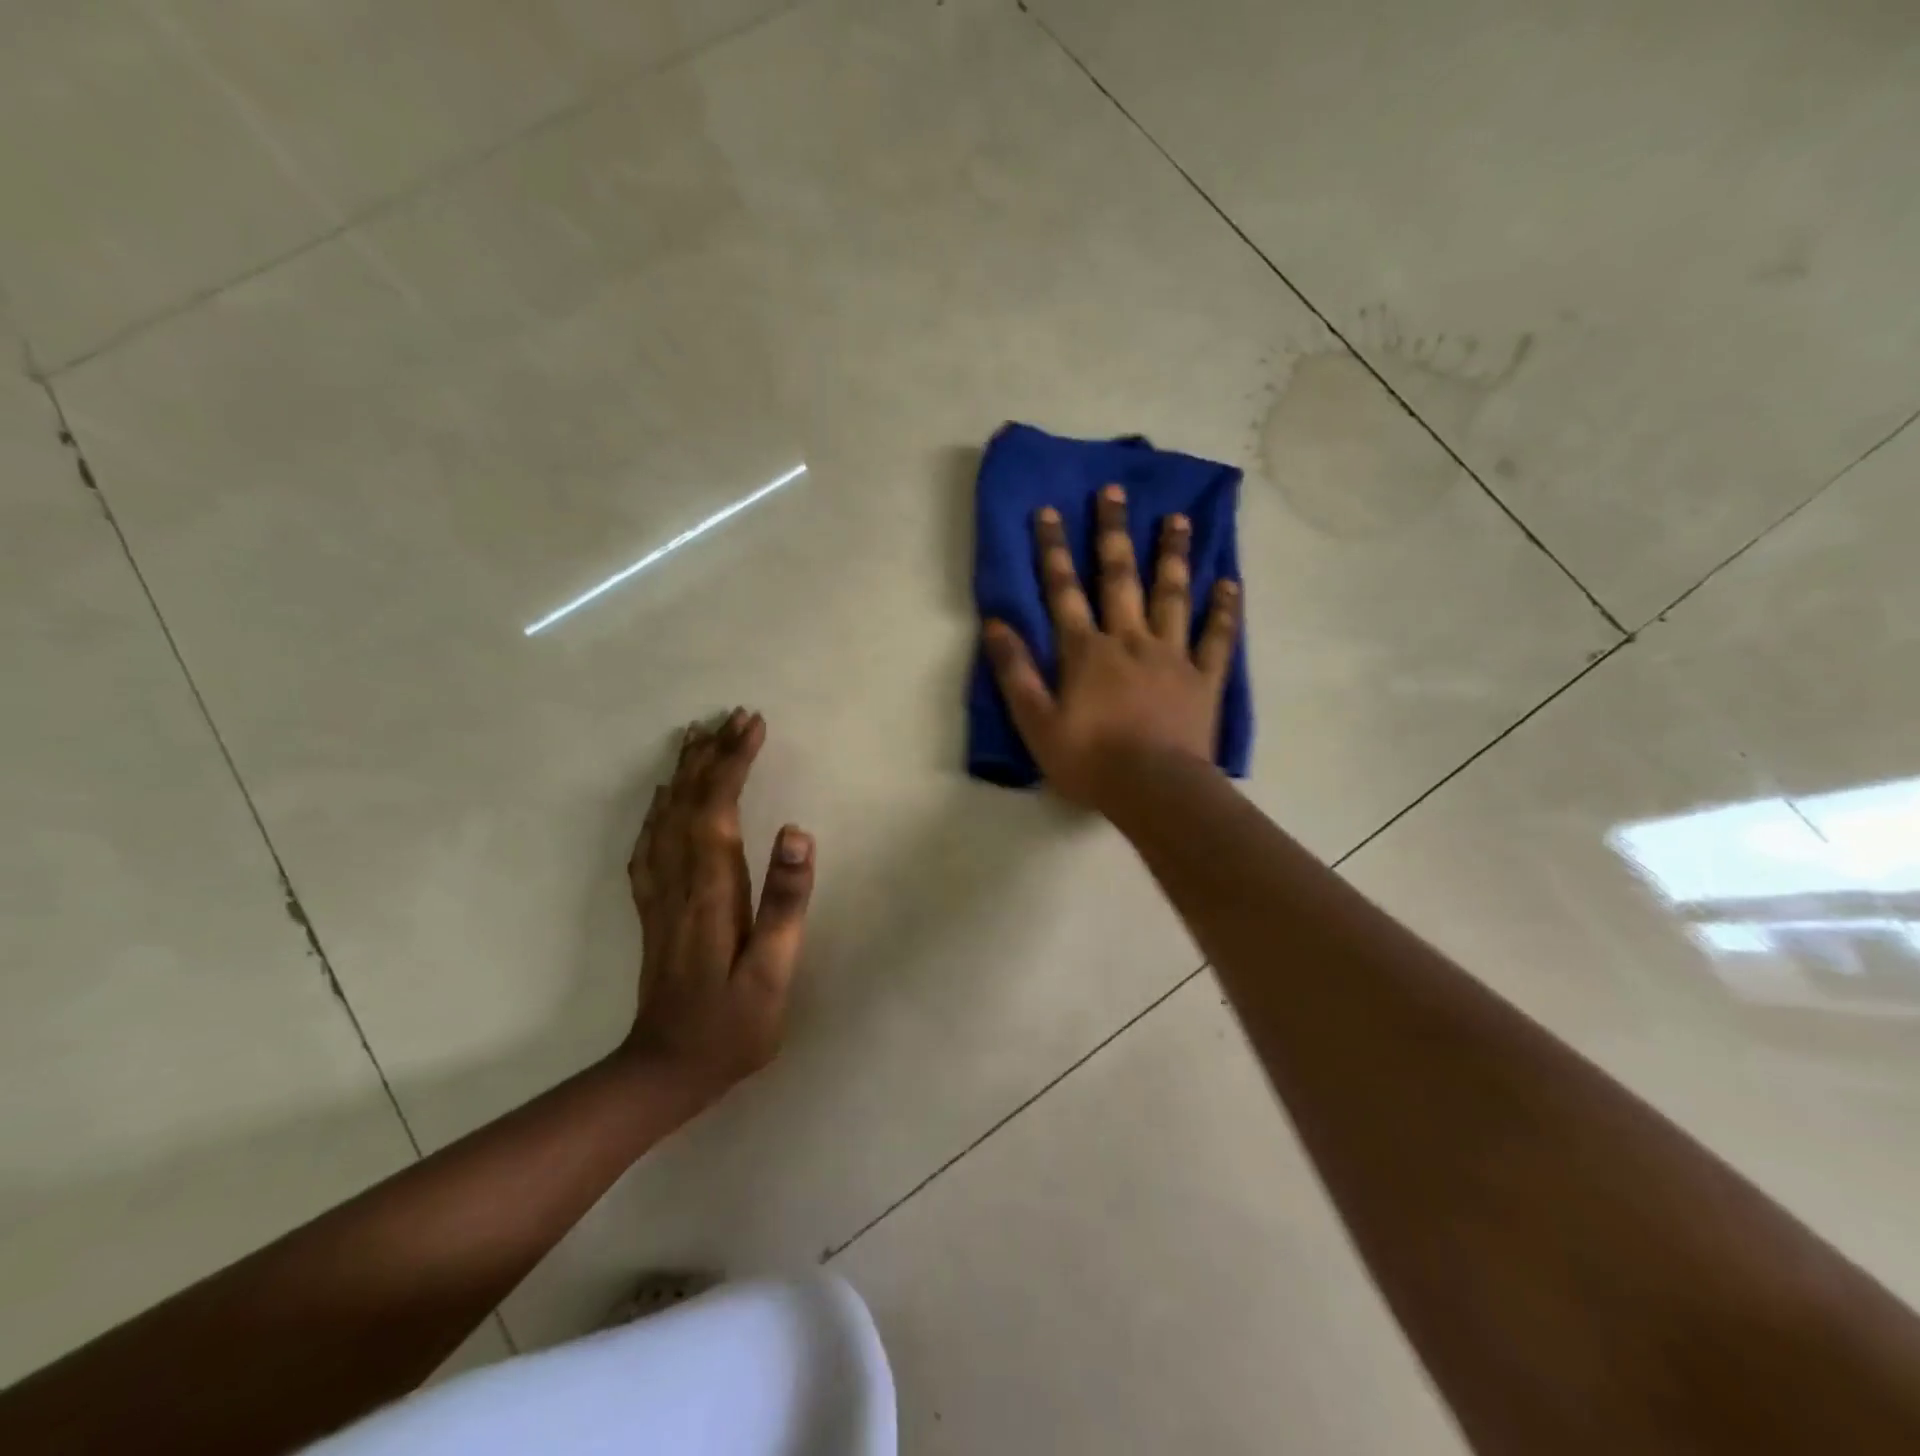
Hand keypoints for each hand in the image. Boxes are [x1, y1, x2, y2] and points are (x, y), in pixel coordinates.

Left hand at [623, 709, 814, 1105]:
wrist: (664, 1072)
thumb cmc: (731, 1026)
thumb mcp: (772, 972)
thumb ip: (784, 902)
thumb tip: (796, 833)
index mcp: (711, 890)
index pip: (718, 808)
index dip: (734, 762)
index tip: (753, 725)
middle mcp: (678, 881)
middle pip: (688, 802)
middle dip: (711, 755)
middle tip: (733, 717)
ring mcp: (659, 895)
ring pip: (665, 817)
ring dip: (683, 773)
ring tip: (698, 737)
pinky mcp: (653, 910)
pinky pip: (649, 844)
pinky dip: (658, 810)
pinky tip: (663, 800)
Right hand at [982, 484, 1239, 809]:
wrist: (1155, 790)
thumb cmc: (1090, 761)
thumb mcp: (1036, 723)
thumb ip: (1015, 672)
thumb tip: (994, 624)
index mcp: (1087, 651)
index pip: (1064, 591)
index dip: (1053, 550)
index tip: (1049, 511)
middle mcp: (1130, 640)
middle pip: (1120, 577)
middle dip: (1113, 533)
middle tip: (1115, 491)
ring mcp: (1172, 656)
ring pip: (1172, 595)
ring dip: (1172, 555)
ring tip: (1177, 518)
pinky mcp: (1204, 678)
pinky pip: (1217, 637)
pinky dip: (1223, 609)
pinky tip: (1228, 581)